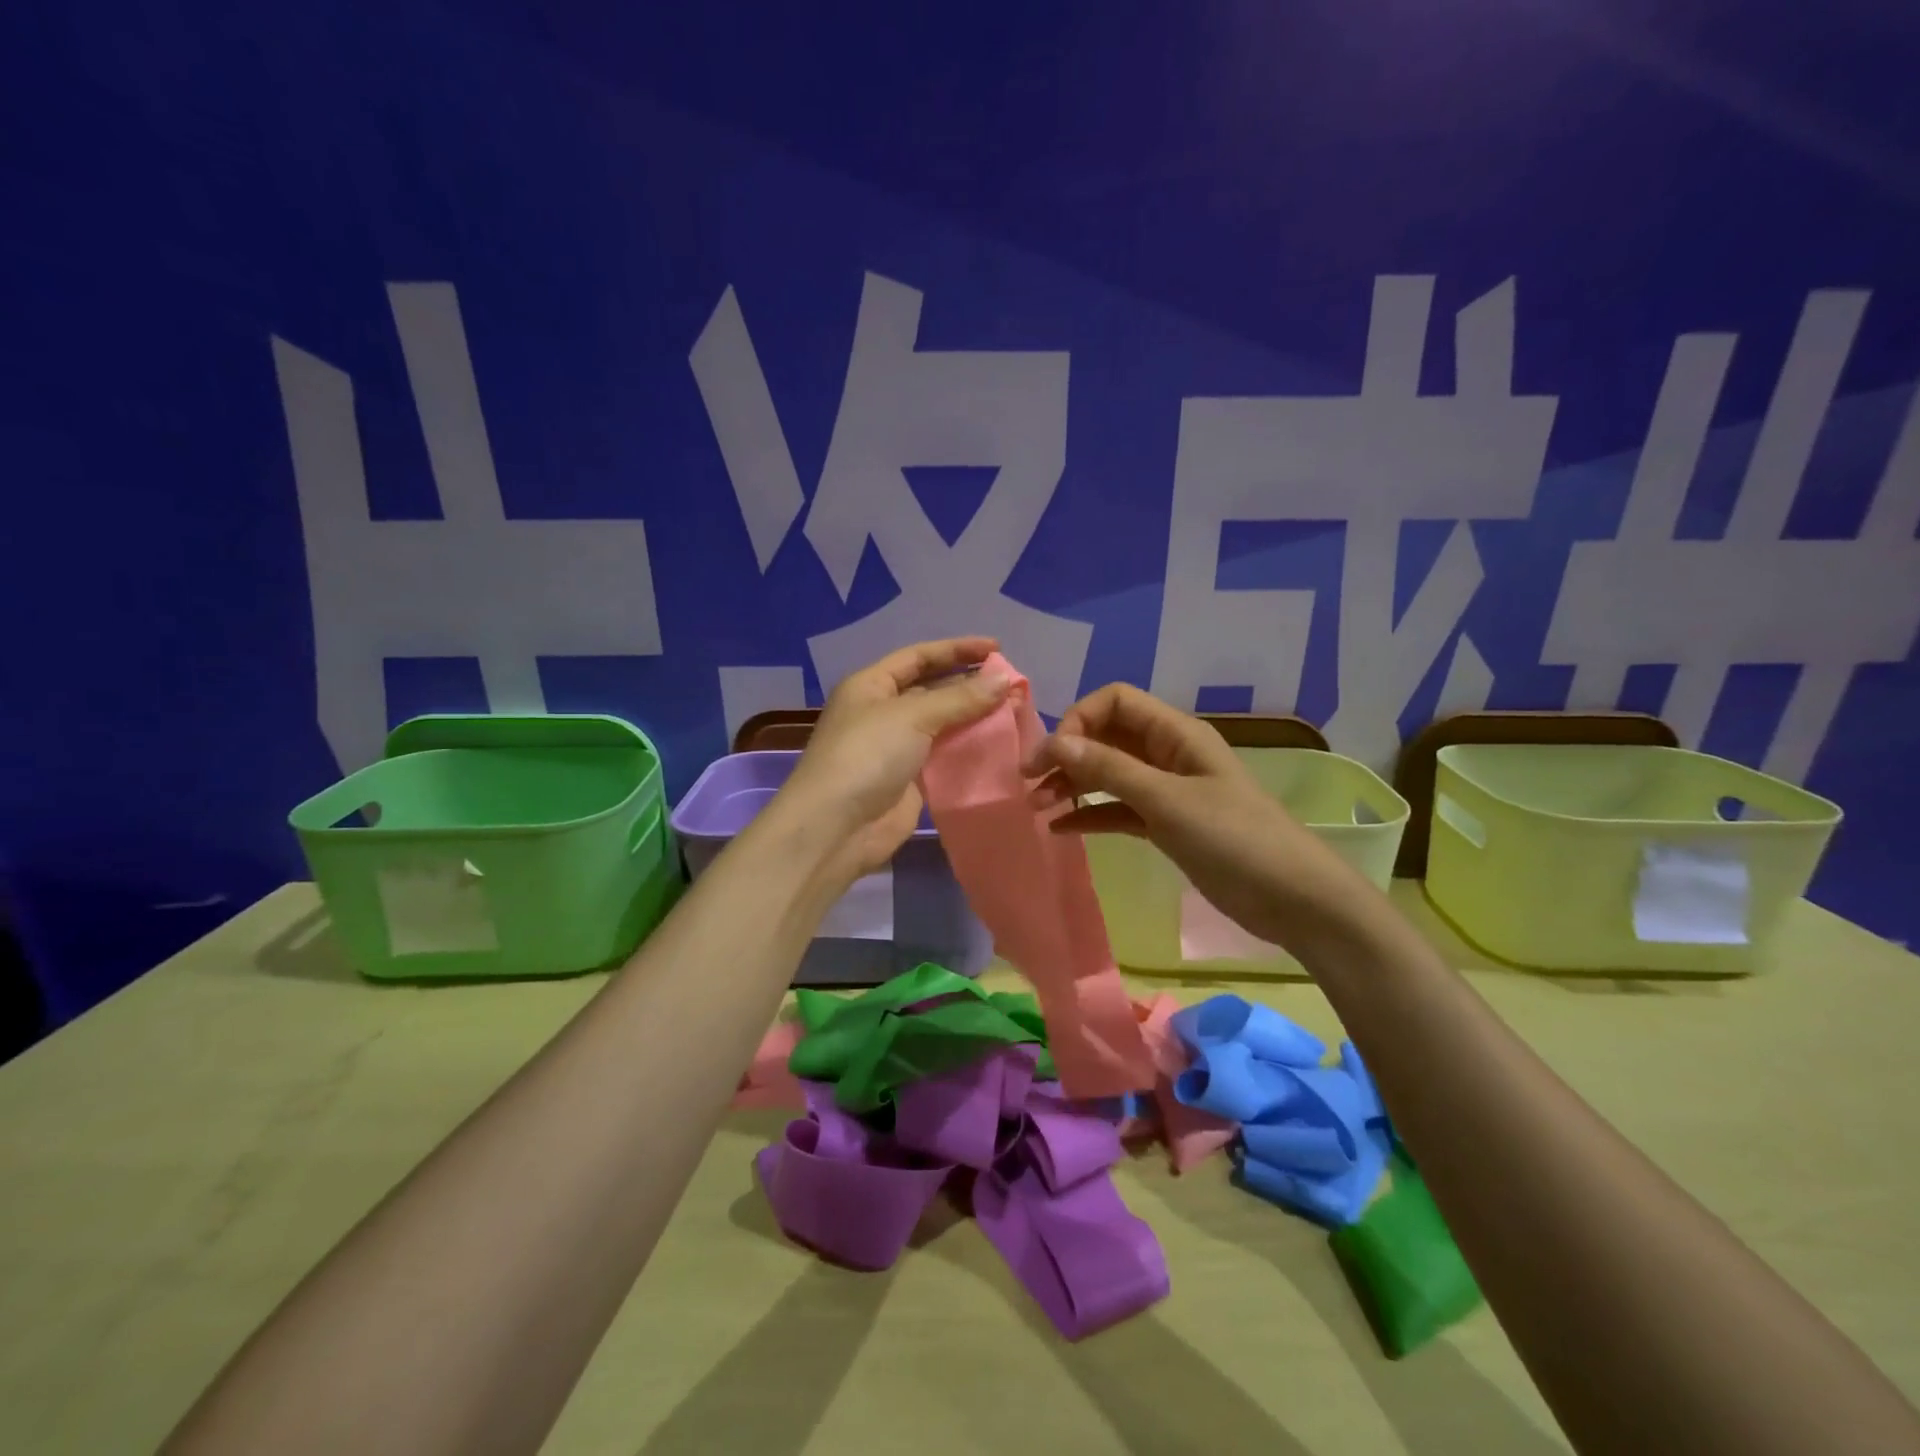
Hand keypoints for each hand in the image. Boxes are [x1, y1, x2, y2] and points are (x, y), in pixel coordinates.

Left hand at [770, 637, 1010, 894]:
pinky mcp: (910, 781)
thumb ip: (961, 698)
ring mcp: (896, 748)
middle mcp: (882, 712)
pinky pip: (945, 757)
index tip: (997, 649)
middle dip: (971, 685)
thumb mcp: (912, 716)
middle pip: (933, 690)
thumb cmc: (867, 755)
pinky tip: (1000, 746)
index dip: (957, 650)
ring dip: (975, 719)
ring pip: (943, 725)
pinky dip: (970, 750)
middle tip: (1013, 685)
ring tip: (1014, 712)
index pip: (919, 656)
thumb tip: (1005, 679)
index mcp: (871, 685)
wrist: (837, 827)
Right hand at [1026, 684, 1370, 954]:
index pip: (1115, 701)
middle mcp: (1168, 753)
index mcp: (1176, 733)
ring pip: (1109, 774)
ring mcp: (1167, 790)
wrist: (1294, 899)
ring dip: (1073, 783)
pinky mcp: (1166, 824)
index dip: (1078, 720)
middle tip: (1029, 783)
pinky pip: (1118, 809)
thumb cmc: (1234, 840)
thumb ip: (1110, 769)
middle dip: (1067, 753)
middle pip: (1107, 736)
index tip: (1051, 755)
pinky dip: (1091, 814)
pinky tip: (1062, 828)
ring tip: (1038, 805)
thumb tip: (1055, 742)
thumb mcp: (1167, 800)